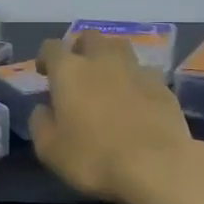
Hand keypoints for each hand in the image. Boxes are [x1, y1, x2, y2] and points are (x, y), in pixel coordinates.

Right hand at [31, 30, 197, 203]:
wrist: (156, 166)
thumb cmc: (94, 158)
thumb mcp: (50, 149)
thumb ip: (40, 123)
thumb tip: (43, 109)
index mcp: (69, 71)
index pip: (52, 47)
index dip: (46, 57)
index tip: (45, 73)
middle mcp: (102, 60)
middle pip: (89, 37)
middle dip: (80, 48)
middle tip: (78, 71)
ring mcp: (136, 70)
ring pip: (120, 47)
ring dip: (110, 57)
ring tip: (108, 79)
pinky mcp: (162, 85)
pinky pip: (144, 72)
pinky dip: (135, 80)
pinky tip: (136, 100)